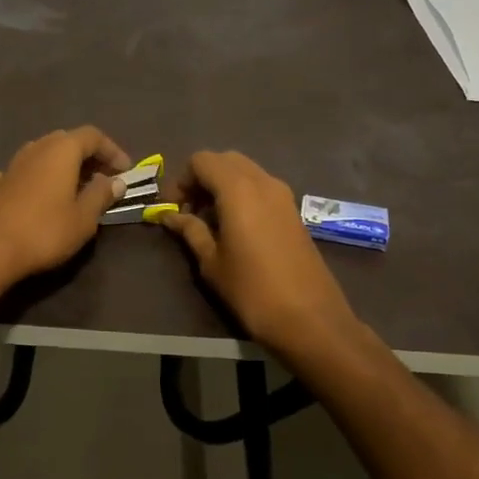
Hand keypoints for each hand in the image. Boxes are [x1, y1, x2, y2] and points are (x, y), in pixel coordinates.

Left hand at [0, 126, 130, 292]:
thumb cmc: (45, 230)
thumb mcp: (83, 217)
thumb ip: (101, 195)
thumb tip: (116, 181)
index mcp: (62, 150)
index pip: (93, 136)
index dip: (113, 150)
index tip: (125, 172)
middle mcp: (37, 148)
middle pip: (67, 141)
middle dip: (88, 156)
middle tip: (103, 178)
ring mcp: (13, 164)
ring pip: (44, 154)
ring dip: (63, 166)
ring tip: (76, 188)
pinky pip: (24, 172)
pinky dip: (37, 179)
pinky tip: (38, 195)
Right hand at [157, 150, 361, 358]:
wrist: (310, 318)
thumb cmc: (252, 290)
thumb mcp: (212, 262)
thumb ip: (190, 231)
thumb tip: (169, 216)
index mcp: (238, 188)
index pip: (201, 161)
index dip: (181, 180)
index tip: (172, 207)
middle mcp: (263, 181)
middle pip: (224, 160)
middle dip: (202, 178)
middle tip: (189, 210)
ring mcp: (283, 194)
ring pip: (245, 171)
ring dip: (223, 185)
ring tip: (210, 220)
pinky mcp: (294, 210)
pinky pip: (261, 187)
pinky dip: (242, 194)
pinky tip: (235, 227)